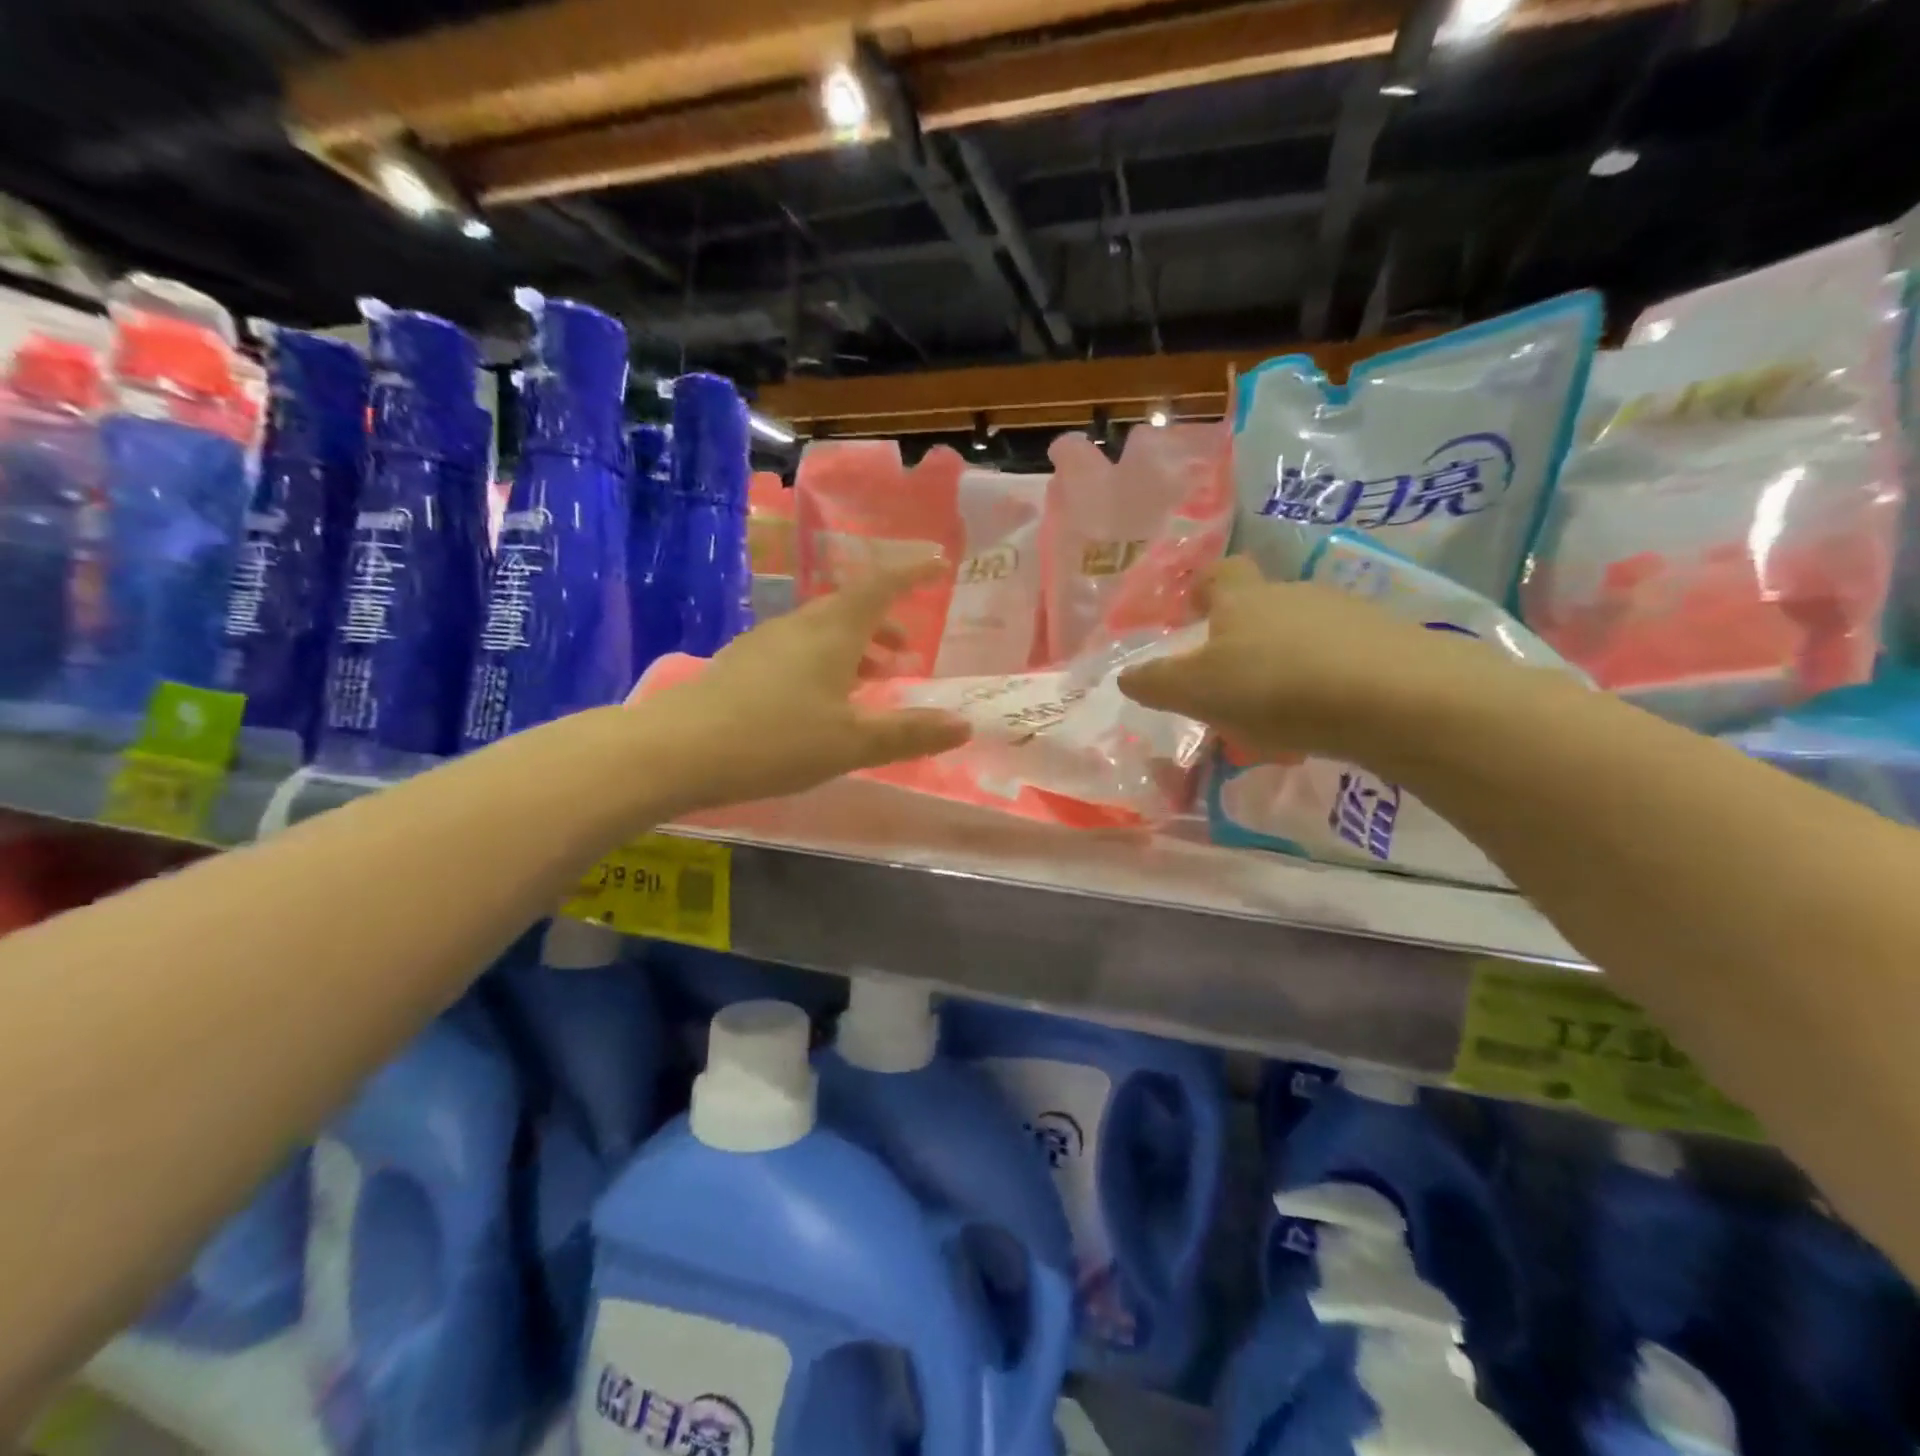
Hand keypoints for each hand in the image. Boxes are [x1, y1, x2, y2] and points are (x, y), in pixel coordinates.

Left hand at [643, 559, 972, 809]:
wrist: (677, 751)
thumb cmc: (775, 740)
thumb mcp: (852, 743)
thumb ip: (909, 733)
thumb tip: (963, 724)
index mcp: (832, 632)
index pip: (880, 587)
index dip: (912, 574)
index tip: (938, 563)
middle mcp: (799, 626)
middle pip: (850, 610)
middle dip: (883, 626)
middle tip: (906, 655)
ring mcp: (764, 643)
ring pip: (821, 632)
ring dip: (854, 649)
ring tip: (871, 681)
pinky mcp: (741, 665)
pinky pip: (797, 651)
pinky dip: (824, 663)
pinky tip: (819, 700)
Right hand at [1117, 558, 1516, 760]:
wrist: (1395, 698)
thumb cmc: (1276, 686)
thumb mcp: (1197, 691)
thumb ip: (1157, 683)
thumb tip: (1125, 676)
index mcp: (1244, 599)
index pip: (1220, 573)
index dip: (1203, 588)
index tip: (1193, 611)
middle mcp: (1295, 595)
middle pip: (1262, 607)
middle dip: (1243, 638)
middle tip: (1230, 684)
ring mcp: (1347, 615)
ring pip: (1303, 635)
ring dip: (1285, 664)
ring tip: (1277, 714)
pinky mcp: (1389, 643)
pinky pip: (1341, 659)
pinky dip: (1325, 683)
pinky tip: (1322, 721)